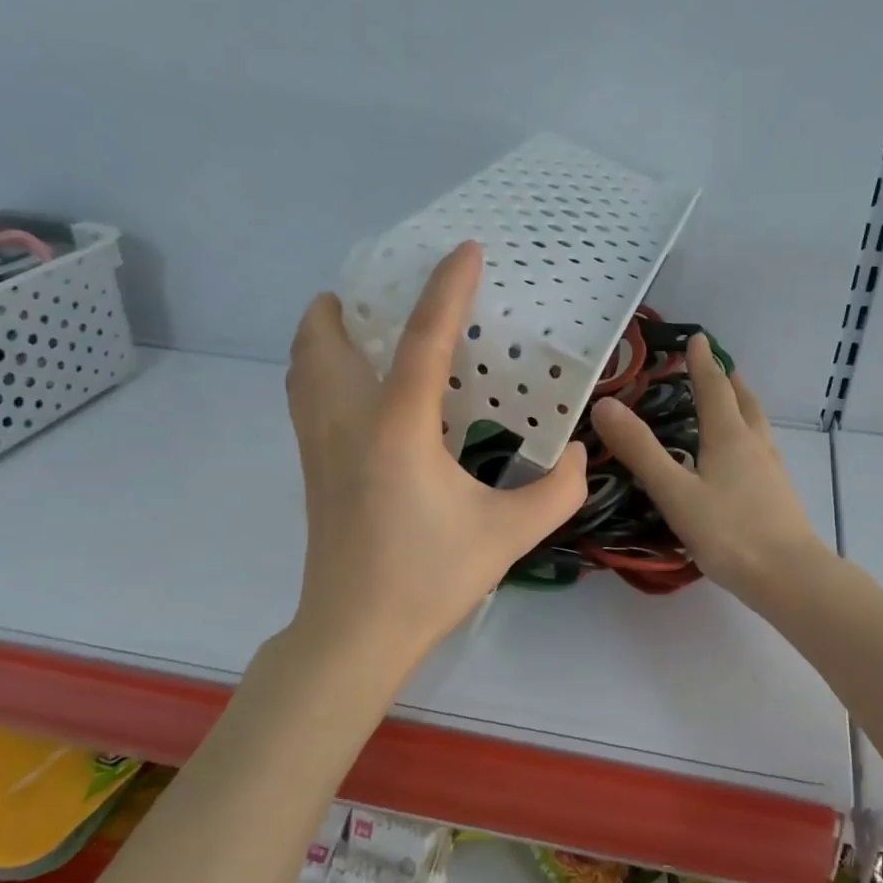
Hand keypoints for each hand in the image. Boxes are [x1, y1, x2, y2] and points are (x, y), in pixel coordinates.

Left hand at [285, 242, 587, 673]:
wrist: (355, 632)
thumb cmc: (430, 579)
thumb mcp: (510, 535)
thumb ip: (558, 490)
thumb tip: (580, 452)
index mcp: (397, 427)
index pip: (423, 338)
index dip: (448, 287)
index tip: (466, 250)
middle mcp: (347, 422)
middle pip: (326, 337)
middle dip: (352, 302)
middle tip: (391, 293)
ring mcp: (317, 445)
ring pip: (303, 365)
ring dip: (326, 333)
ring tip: (365, 327)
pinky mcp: (311, 469)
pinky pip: (303, 395)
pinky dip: (319, 368)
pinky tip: (356, 388)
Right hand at [589, 334, 830, 608]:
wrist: (789, 577)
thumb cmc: (729, 533)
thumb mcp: (674, 492)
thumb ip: (640, 450)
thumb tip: (605, 405)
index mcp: (730, 437)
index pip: (714, 388)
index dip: (702, 363)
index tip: (697, 338)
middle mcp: (755, 445)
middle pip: (744, 402)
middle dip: (728, 381)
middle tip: (716, 367)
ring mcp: (772, 471)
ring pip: (757, 427)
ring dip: (742, 407)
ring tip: (730, 405)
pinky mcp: (779, 495)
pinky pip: (762, 451)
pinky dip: (748, 438)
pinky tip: (741, 460)